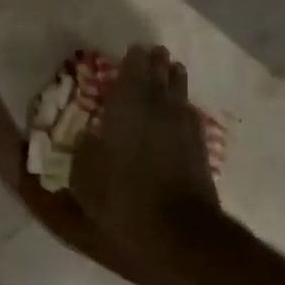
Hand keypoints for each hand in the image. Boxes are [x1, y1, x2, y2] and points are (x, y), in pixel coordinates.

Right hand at [72, 44, 233, 284]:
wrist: (180, 233)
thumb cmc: (123, 201)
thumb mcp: (84, 179)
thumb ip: (84, 151)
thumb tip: (88, 136)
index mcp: (128, 109)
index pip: (134, 72)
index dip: (133, 60)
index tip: (133, 50)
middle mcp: (159, 110)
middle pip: (161, 77)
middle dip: (156, 64)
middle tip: (154, 53)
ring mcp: (183, 129)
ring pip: (180, 93)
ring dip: (174, 80)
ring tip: (171, 70)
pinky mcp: (199, 149)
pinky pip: (189, 115)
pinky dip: (182, 107)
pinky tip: (181, 110)